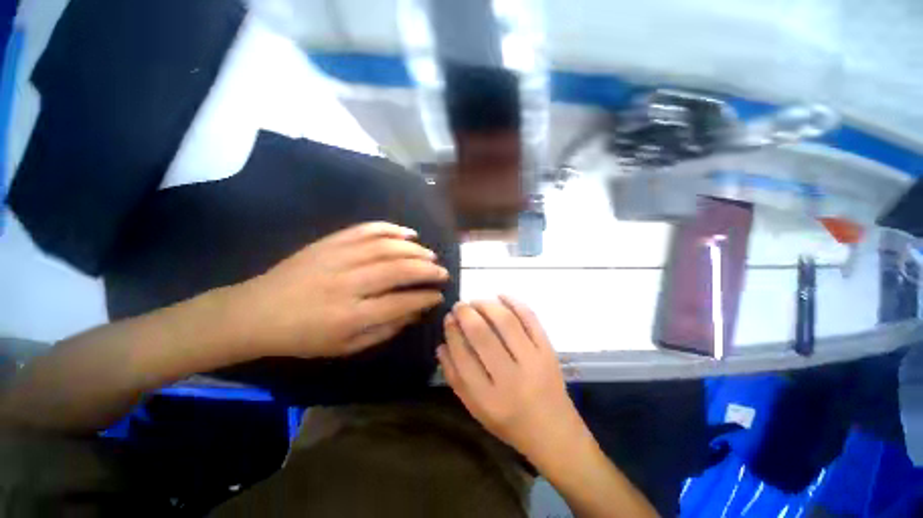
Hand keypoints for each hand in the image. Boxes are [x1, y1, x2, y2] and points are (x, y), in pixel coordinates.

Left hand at [234, 222, 448, 357]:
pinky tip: (408, 233)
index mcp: (350, 316)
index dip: (425, 297)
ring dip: (415, 250)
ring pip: (387, 247)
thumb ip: (385, 329)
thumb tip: (415, 312)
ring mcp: (338, 258)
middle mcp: (348, 284)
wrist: (256, 312)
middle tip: (441, 272)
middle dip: (427, 270)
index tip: (439, 295)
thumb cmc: (304, 336)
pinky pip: (366, 230)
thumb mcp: (346, 347)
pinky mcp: (330, 242)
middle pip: (399, 270)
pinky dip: (391, 229)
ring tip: (430, 255)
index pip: (401, 302)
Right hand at [437, 296, 579, 459]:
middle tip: (459, 305)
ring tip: (476, 301)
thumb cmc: (509, 422)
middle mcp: (510, 378)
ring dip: (487, 305)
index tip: (448, 318)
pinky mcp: (548, 350)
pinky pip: (531, 318)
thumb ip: (455, 378)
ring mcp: (533, 361)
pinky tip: (501, 296)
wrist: (553, 431)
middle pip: (482, 334)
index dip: (452, 331)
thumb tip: (442, 345)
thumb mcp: (476, 409)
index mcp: (488, 398)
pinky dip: (515, 302)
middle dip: (466, 313)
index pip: (462, 356)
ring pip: (506, 322)